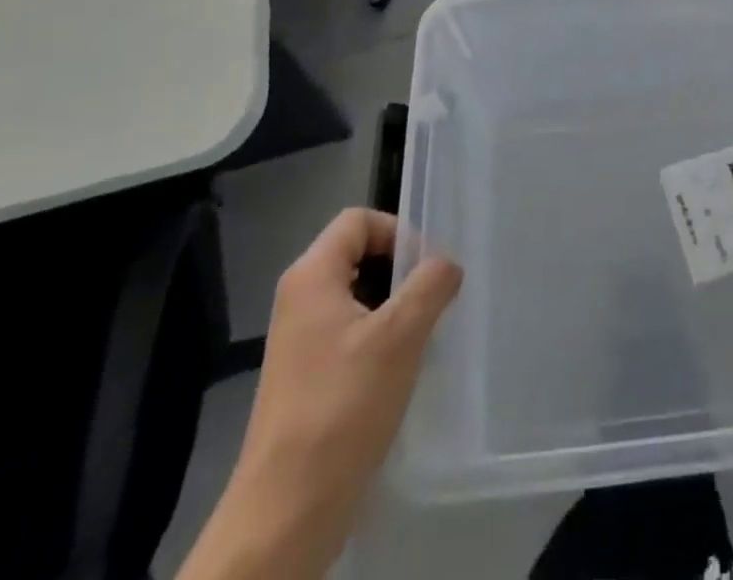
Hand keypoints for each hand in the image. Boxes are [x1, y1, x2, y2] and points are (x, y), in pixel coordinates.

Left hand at [180, 210, 460, 579]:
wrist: (286, 512)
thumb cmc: (342, 408)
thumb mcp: (399, 336)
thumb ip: (430, 285)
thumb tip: (447, 264)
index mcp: (311, 276)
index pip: (358, 220)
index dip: (398, 231)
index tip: (428, 266)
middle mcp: (299, 298)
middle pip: (358, 254)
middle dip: (401, 271)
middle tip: (434, 299)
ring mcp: (299, 340)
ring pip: (358, 296)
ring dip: (395, 307)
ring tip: (424, 334)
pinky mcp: (306, 376)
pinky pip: (350, 333)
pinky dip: (380, 338)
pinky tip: (402, 369)